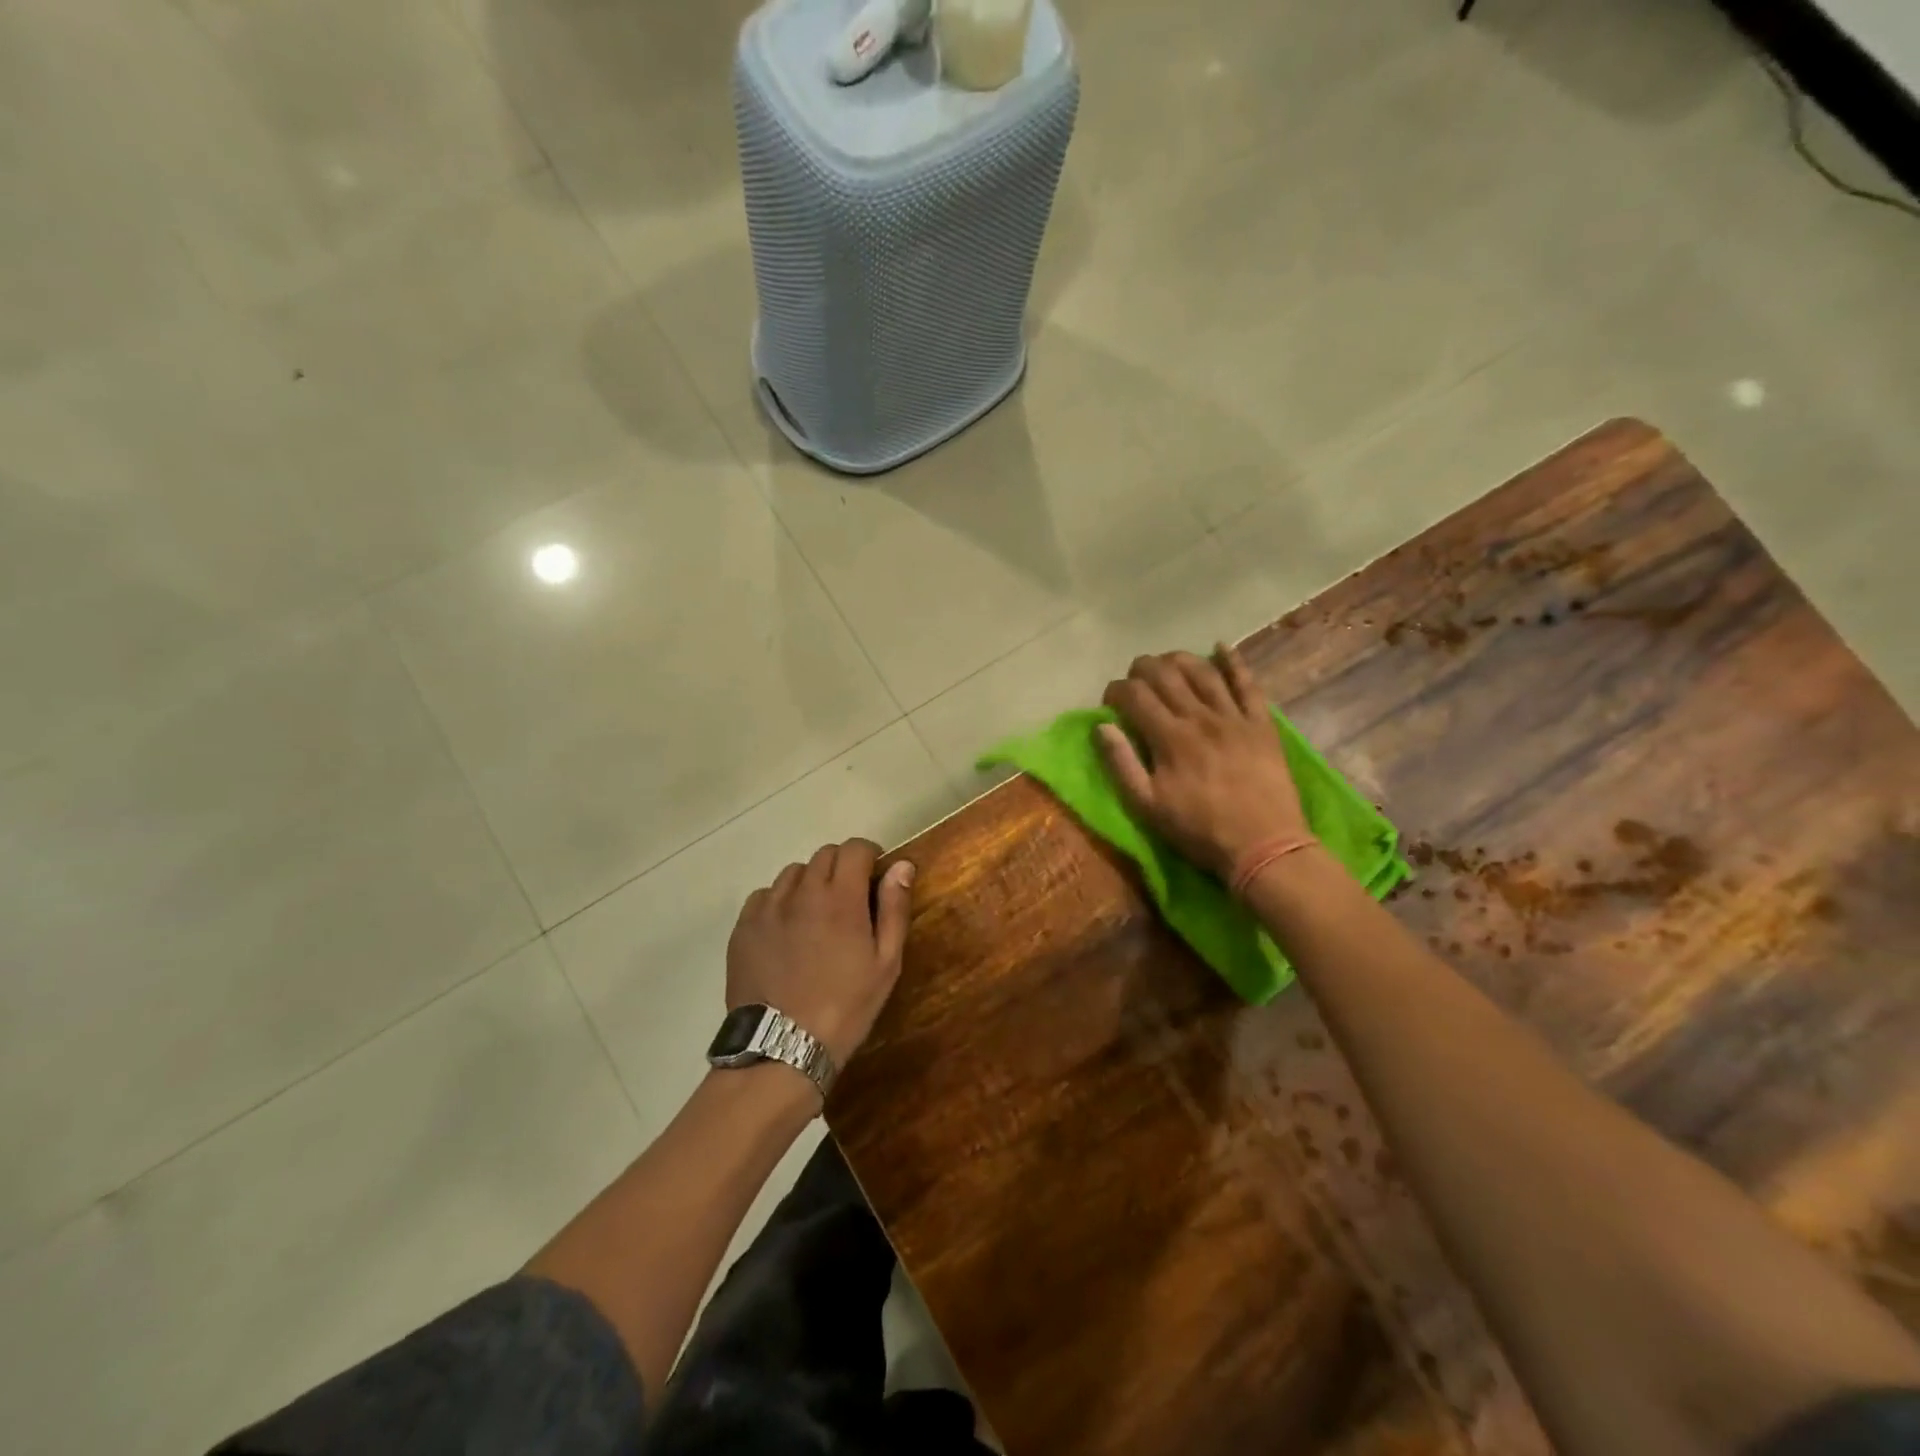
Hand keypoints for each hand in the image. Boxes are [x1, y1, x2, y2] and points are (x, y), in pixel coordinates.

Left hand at [726, 840, 916, 1065]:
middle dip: (841, 867)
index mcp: (841, 898)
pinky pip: (764, 896)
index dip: (868, 855)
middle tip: (849, 899)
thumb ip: (894, 908)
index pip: (854, 848)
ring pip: (793, 873)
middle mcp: (802, 891)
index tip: (874, 874)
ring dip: (810, 883)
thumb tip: (901, 865)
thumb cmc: (846, 1006)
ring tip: (815, 915)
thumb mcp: (886, 963)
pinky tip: (786, 930)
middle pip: (824, 855)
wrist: (783, 1047)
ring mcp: (768, 908)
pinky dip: (780, 901)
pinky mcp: (744, 926)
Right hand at [1099, 644, 1308, 882]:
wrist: (1264, 846)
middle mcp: (1200, 717)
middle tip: (1134, 677)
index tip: (1109, 701)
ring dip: (1179, 659)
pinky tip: (1220, 646)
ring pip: (1203, 672)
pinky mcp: (1261, 724)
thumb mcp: (1147, 806)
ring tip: (1166, 661)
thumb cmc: (1199, 830)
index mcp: (1170, 737)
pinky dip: (1233, 662)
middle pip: (1166, 675)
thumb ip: (1122, 764)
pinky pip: (1248, 684)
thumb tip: (1102, 727)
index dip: (1116, 690)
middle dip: (1143, 668)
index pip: (1135, 695)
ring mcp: (1234, 717)